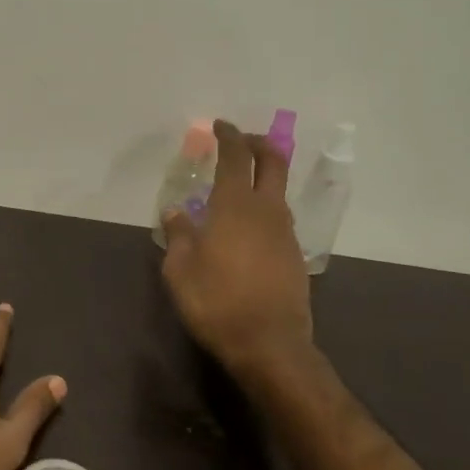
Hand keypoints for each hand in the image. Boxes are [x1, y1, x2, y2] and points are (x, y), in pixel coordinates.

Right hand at [162, 120, 314, 375]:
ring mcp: (285, 232)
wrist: (269, 343)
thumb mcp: (180, 270)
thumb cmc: (216, 302)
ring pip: (278, 190)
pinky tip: (246, 227)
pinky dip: (264, 207)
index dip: (229, 136)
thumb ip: (178, 235)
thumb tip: (175, 212)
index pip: (236, 157)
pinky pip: (279, 217)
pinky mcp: (294, 254)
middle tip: (241, 141)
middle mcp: (266, 210)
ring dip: (263, 176)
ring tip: (238, 186)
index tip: (220, 125)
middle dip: (258, 143)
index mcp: (235, 206)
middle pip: (273, 161)